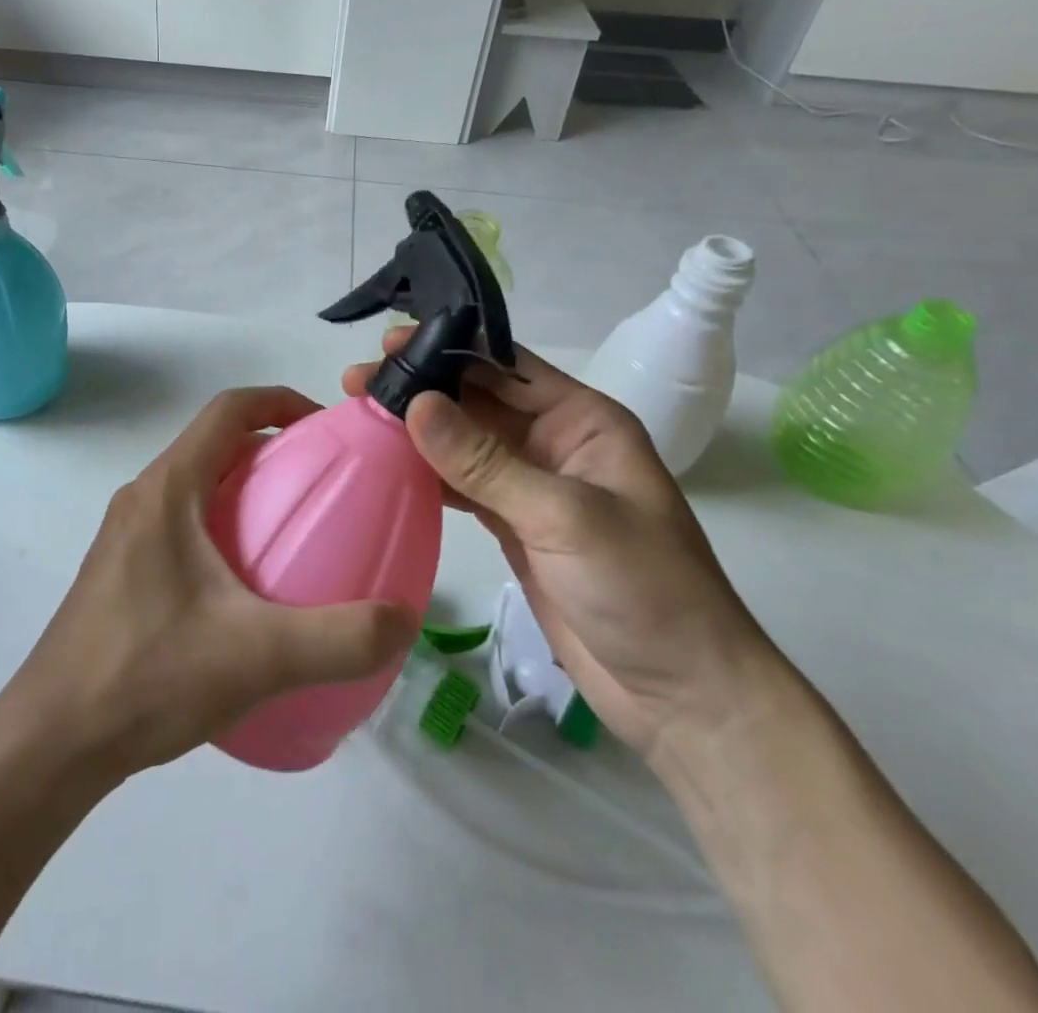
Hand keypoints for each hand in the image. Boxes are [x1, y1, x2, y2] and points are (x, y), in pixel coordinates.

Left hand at [7, 387, 417, 778]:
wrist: (52, 741)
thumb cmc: (147, 676)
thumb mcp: (256, 656)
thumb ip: (340, 639)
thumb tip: (404, 620)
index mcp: (167, 489)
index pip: (227, 411)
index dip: (281, 401)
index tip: (328, 427)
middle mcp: (143, 498)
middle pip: (215, 445)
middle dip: (273, 451)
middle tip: (325, 487)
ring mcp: (127, 535)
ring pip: (197, 486)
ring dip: (247, 492)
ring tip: (295, 536)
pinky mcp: (122, 571)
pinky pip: (183, 524)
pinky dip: (224, 529)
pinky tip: (249, 591)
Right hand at [342, 330, 783, 764]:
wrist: (680, 695)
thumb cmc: (643, 588)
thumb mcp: (564, 515)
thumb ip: (485, 461)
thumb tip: (416, 404)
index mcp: (582, 420)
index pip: (506, 366)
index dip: (449, 348)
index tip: (390, 343)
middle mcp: (553, 442)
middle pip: (476, 400)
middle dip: (421, 387)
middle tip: (357, 381)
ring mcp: (530, 485)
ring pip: (462, 442)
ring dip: (415, 429)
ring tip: (359, 416)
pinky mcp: (511, 524)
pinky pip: (461, 484)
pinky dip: (425, 473)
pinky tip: (386, 465)